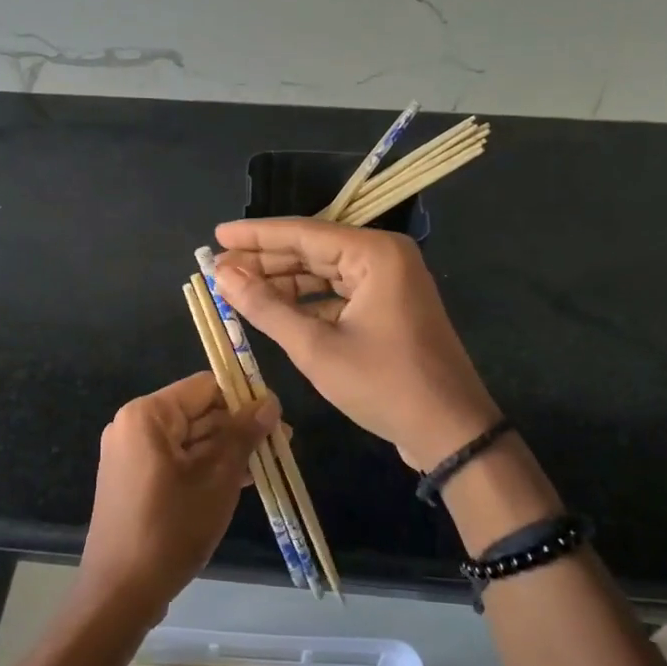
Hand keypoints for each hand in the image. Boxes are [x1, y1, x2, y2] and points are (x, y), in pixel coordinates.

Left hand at [78, 372, 278, 624]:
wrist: (121, 593)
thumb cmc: (171, 529)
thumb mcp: (217, 480)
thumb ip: (243, 435)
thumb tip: (270, 402)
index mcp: (148, 415)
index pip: (205, 387)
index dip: (244, 398)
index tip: (276, 418)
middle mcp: (134, 426)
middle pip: (198, 412)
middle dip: (239, 427)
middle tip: (283, 443)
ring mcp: (132, 454)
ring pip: (191, 439)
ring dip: (228, 449)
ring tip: (270, 462)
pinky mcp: (135, 480)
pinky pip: (178, 461)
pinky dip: (207, 467)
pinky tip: (243, 478)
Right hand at [212, 218, 498, 470]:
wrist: (450, 432)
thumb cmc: (383, 384)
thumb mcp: (316, 348)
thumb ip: (266, 307)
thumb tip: (223, 276)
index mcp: (374, 254)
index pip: (303, 234)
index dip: (255, 236)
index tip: (216, 235)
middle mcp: (384, 257)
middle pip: (313, 250)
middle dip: (265, 261)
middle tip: (218, 268)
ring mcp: (390, 283)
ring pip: (325, 273)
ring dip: (283, 283)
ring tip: (237, 288)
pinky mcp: (389, 308)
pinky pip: (339, 294)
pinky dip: (307, 303)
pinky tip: (273, 310)